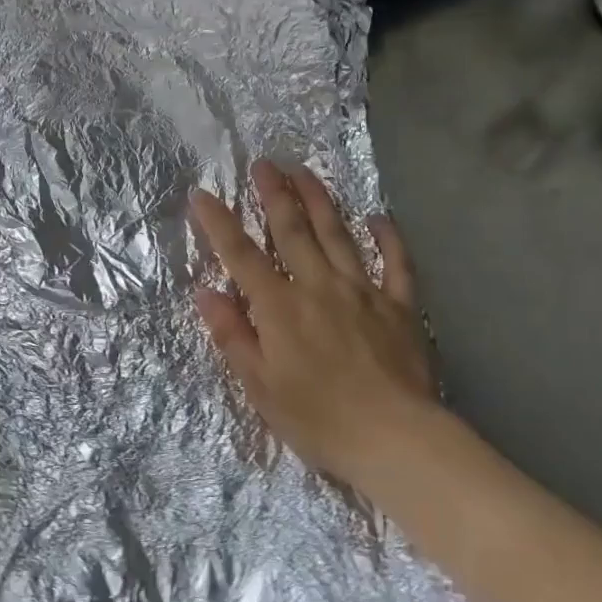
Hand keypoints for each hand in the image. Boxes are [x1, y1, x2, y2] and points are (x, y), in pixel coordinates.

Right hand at [190, 160, 447, 493]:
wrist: (395, 438)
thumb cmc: (319, 419)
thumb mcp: (260, 386)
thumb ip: (234, 336)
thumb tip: (207, 292)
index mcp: (280, 307)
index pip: (241, 256)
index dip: (219, 223)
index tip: (202, 194)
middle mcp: (318, 286)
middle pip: (292, 231)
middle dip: (274, 194)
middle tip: (264, 163)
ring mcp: (363, 291)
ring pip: (338, 235)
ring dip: (319, 200)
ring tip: (305, 171)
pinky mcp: (399, 306)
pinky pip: (396, 263)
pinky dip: (389, 237)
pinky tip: (379, 217)